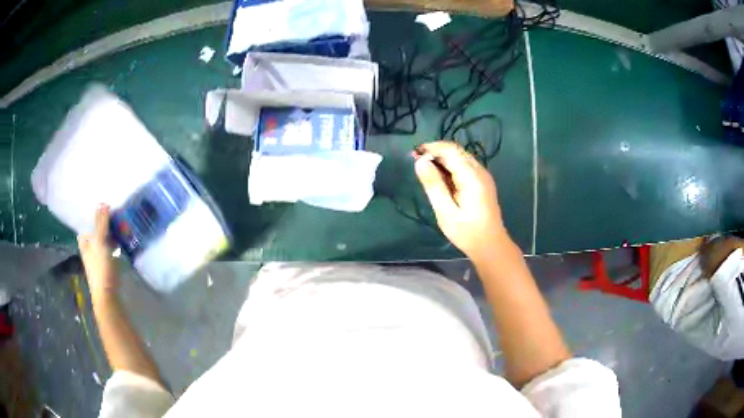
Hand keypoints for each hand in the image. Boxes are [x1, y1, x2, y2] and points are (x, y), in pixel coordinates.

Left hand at [77, 205, 117, 301]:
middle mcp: (90, 252)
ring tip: (123, 230)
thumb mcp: (100, 242)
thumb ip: (101, 223)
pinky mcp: (108, 269)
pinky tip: (124, 246)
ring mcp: (99, 261)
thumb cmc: (100, 268)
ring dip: (112, 237)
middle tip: (117, 220)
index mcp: (85, 244)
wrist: (107, 296)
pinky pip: (111, 253)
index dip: (92, 222)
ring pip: (105, 244)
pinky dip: (116, 248)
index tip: (104, 214)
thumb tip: (102, 202)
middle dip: (105, 228)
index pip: (86, 229)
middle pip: (96, 235)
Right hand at [414, 141, 506, 260]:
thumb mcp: (445, 211)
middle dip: (435, 152)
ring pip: (460, 157)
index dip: (431, 148)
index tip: (414, 154)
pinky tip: (441, 178)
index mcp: (471, 176)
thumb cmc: (467, 232)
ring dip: (442, 159)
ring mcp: (483, 176)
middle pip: (456, 151)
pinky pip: (465, 166)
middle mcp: (479, 171)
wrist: (491, 246)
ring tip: (425, 170)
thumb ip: (433, 184)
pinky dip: (450, 167)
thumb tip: (420, 161)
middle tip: (416, 162)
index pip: (450, 150)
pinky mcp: (482, 182)